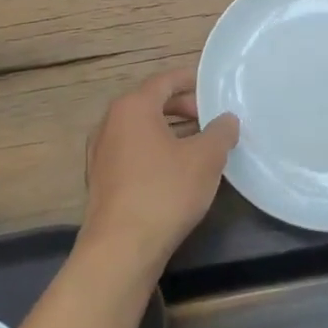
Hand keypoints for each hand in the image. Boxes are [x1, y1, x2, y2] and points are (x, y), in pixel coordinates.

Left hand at [82, 68, 238, 270]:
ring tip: (200, 144)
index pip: (164, 81)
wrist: (121, 247)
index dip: (191, 81)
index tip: (213, 87)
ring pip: (141, 130)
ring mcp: (101, 152)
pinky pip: (133, 152)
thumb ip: (220, 132)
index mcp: (132, 107)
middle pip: (151, 103)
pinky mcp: (102, 179)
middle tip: (211, 118)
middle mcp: (110, 123)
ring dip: (170, 131)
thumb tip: (227, 119)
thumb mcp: (206, 158)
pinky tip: (177, 169)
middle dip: (183, 107)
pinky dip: (155, 151)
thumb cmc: (165, 191)